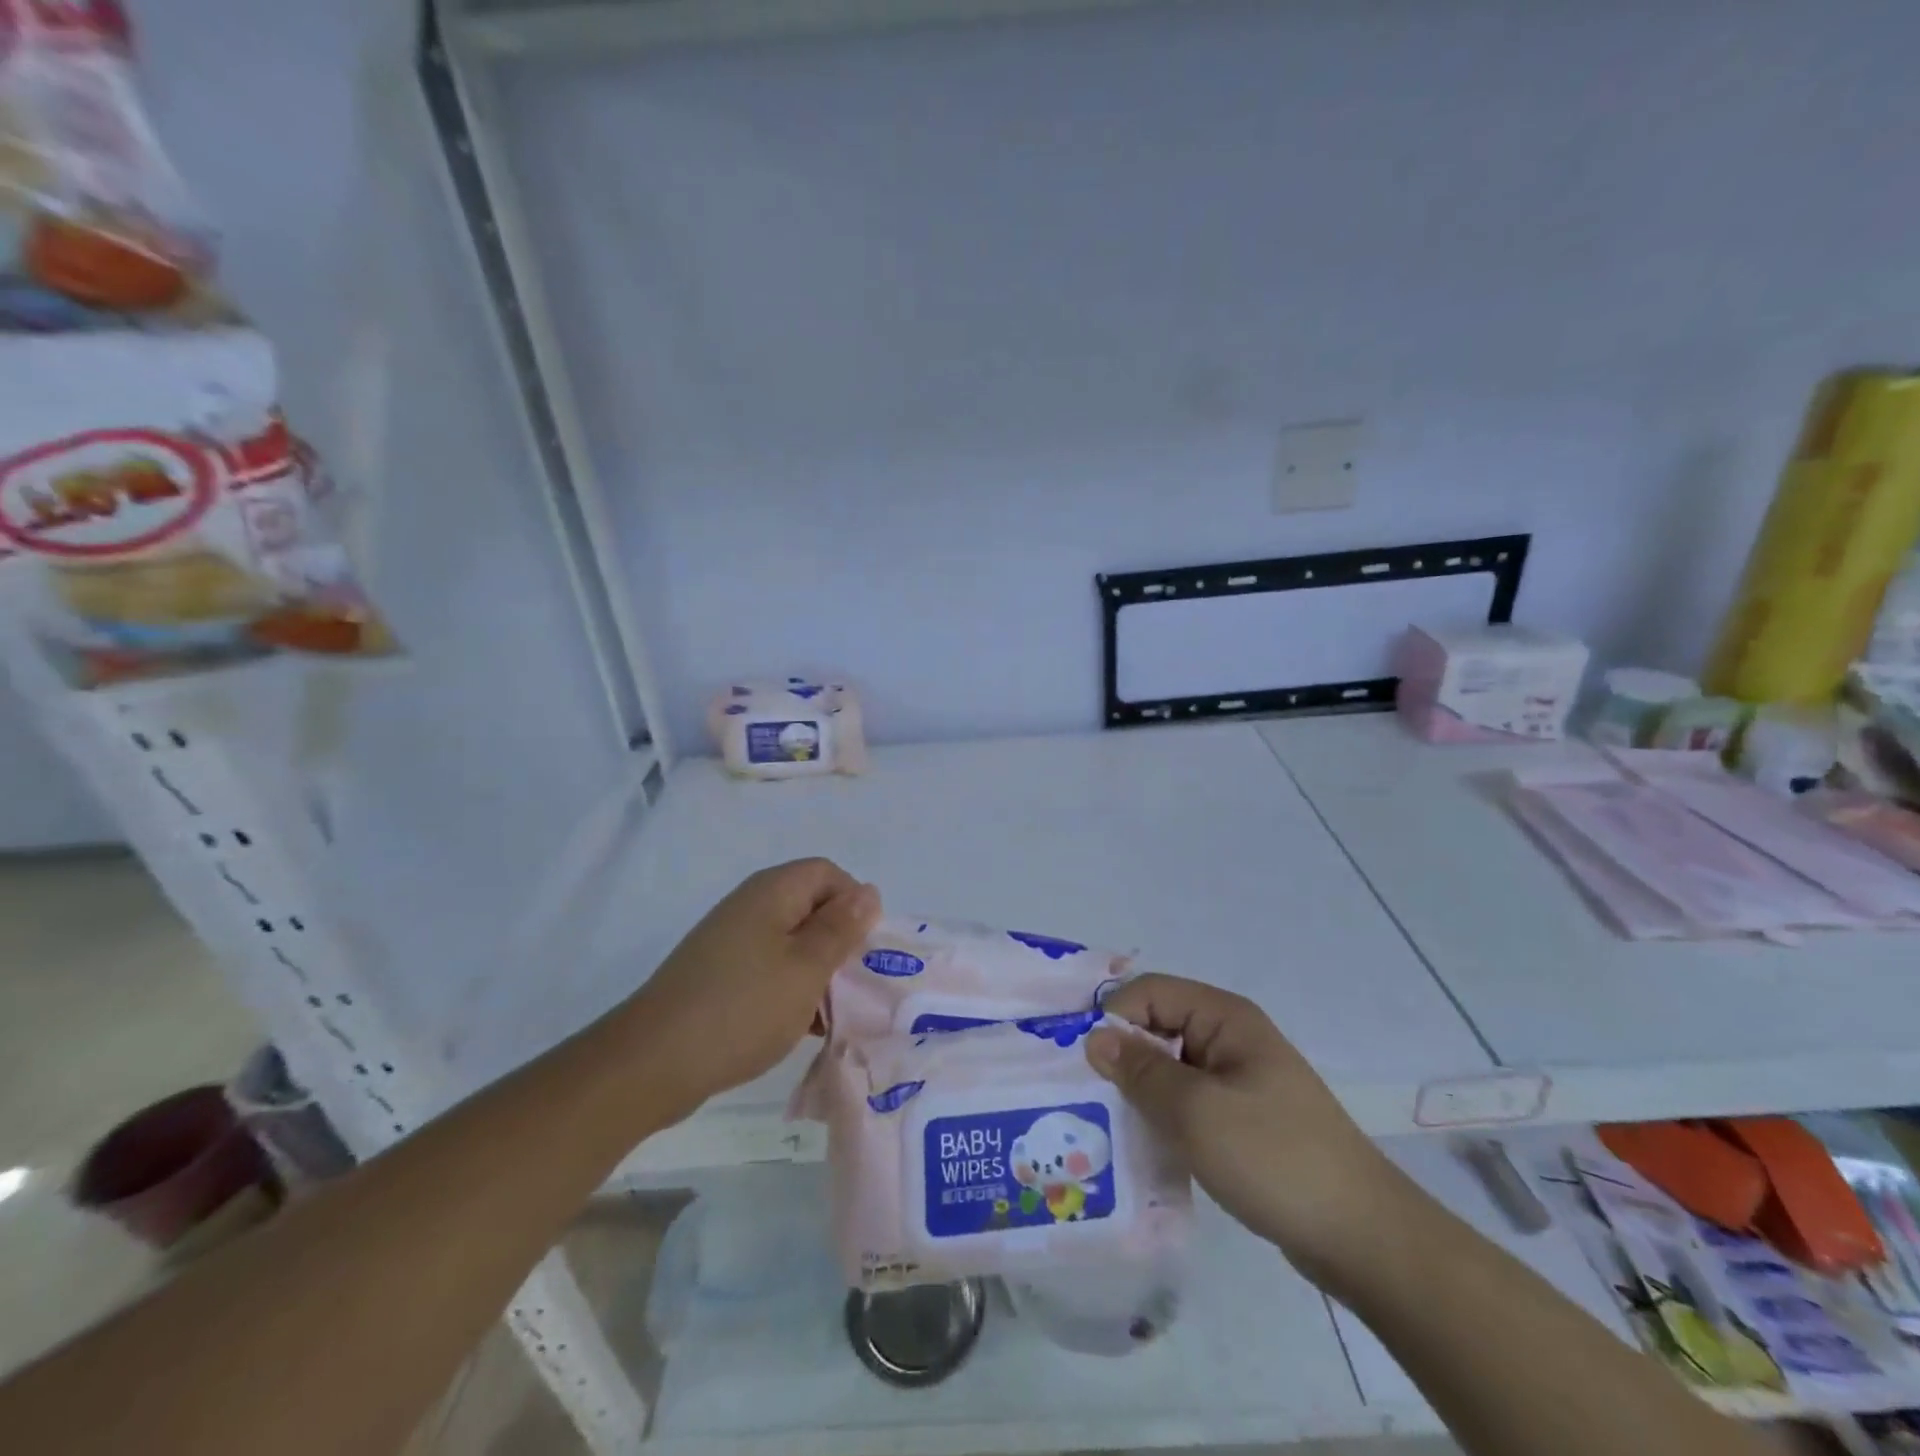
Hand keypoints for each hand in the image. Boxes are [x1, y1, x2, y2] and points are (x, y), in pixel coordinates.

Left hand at [629, 859, 879, 1112]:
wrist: (652, 1062)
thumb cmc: (743, 1008)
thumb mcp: (806, 968)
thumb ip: (841, 928)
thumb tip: (868, 891)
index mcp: (772, 892)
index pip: (828, 874)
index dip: (854, 904)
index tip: (863, 949)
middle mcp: (750, 906)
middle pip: (811, 906)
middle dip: (838, 942)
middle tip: (854, 985)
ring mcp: (730, 941)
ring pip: (792, 941)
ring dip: (817, 971)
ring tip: (830, 1013)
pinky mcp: (718, 974)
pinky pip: (768, 968)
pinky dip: (790, 989)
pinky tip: (799, 1026)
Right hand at [1086, 974, 1409, 1287]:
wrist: (1362, 1237)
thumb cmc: (1273, 1157)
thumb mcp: (1195, 1111)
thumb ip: (1140, 1070)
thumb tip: (1093, 1037)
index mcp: (1224, 1018)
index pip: (1151, 992)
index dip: (1114, 1016)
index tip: (1081, 1059)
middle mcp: (1231, 1038)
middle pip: (1159, 1027)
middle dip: (1122, 1055)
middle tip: (1083, 1095)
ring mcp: (1240, 1080)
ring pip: (1171, 1069)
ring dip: (1141, 1091)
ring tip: (1104, 1124)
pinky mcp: (1244, 1120)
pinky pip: (1190, 1103)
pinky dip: (1165, 1117)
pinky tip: (1144, 1147)